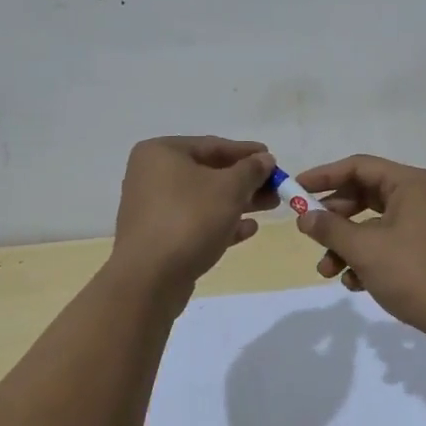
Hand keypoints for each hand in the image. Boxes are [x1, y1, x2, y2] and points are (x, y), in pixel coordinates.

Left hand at [111, 137, 277, 291]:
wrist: (149, 279)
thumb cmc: (189, 220)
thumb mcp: (229, 189)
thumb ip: (251, 170)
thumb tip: (265, 159)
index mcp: (161, 153)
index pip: (212, 145)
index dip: (246, 152)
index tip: (273, 158)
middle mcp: (152, 176)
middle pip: (208, 172)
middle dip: (245, 180)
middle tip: (276, 186)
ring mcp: (154, 208)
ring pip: (204, 199)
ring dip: (238, 202)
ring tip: (271, 206)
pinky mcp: (159, 237)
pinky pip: (195, 222)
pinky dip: (221, 223)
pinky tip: (249, 229)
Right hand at [293, 155, 425, 340]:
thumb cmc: (415, 272)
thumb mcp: (365, 249)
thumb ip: (330, 229)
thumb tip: (304, 216)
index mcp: (409, 183)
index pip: (358, 167)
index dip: (324, 176)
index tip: (295, 189)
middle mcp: (416, 197)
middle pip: (363, 195)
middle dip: (333, 218)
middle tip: (308, 233)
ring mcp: (421, 224)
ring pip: (370, 225)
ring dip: (345, 245)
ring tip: (327, 272)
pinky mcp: (422, 250)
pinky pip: (384, 244)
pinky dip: (365, 260)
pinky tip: (354, 284)